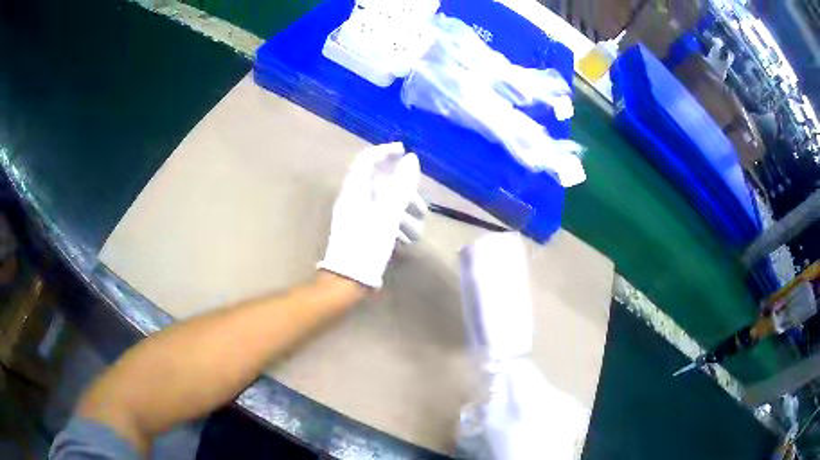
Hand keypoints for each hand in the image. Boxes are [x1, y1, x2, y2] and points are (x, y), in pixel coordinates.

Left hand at [318, 142, 426, 288]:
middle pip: (382, 184)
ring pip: (385, 204)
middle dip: (405, 195)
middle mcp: (355, 199)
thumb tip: (411, 159)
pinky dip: (395, 225)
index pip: (368, 160)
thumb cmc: (367, 244)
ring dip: (404, 215)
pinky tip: (406, 241)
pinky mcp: (362, 231)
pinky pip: (382, 219)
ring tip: (416, 233)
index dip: (386, 152)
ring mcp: (358, 216)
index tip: (406, 153)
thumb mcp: (388, 214)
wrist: (349, 280)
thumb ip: (401, 185)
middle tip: (421, 209)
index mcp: (355, 190)